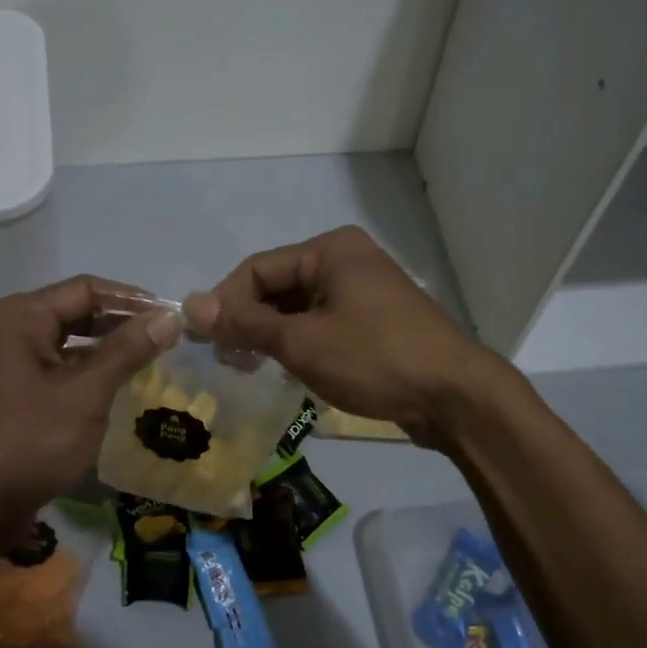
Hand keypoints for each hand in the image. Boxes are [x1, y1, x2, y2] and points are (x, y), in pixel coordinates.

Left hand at [0, 276, 177, 556]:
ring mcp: (5, 358)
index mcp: (17, 316)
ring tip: (152, 357)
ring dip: (107, 347)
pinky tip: (120, 382)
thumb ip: (128, 350)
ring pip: (67, 339)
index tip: (173, 317)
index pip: (85, 289)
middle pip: (75, 310)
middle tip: (168, 337)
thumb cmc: (29, 443)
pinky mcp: (10, 387)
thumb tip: (170, 316)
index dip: (132, 300)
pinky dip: (88, 369)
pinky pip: (57, 364)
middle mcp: (6, 326)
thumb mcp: (86, 394)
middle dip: (121, 323)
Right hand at [183, 225, 509, 443]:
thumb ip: (245, 323)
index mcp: (331, 250)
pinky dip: (301, 343)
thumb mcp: (302, 342)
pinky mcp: (376, 322)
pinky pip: (324, 324)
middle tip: (226, 360)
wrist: (456, 397)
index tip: (202, 341)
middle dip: (249, 321)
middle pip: (279, 286)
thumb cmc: (374, 358)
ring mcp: (365, 292)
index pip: (258, 269)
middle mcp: (347, 261)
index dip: (225, 302)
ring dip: (272, 335)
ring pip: (301, 308)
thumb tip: (190, 305)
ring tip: (250, 368)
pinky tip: (287, 371)